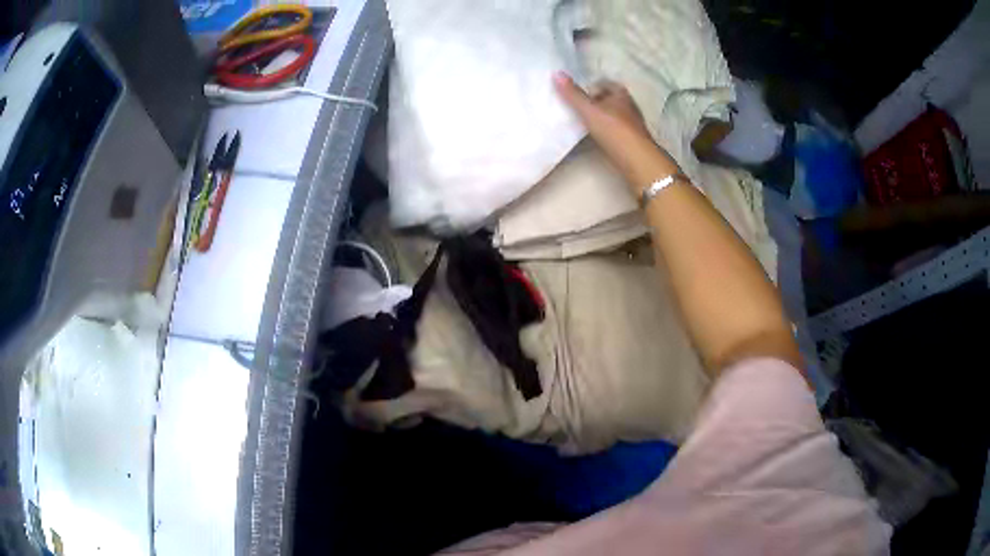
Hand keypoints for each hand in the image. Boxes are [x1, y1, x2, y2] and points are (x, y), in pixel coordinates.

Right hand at [553, 72, 650, 143]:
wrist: (637, 160)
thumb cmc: (614, 130)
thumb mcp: (589, 110)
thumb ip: (573, 94)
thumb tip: (557, 73)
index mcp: (621, 94)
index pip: (605, 83)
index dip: (591, 87)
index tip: (577, 95)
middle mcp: (629, 106)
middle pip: (609, 99)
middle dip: (595, 102)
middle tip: (578, 109)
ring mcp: (632, 124)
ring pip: (613, 115)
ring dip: (601, 117)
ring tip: (584, 123)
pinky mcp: (632, 140)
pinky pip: (615, 130)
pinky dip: (606, 131)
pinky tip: (597, 138)